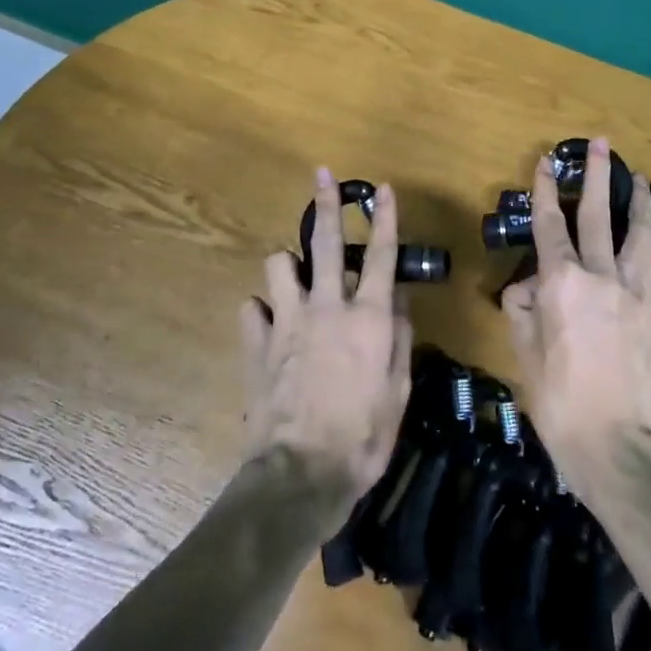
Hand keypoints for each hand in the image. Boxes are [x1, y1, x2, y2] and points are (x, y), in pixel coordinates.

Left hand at [240, 168, 411, 518]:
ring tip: (294, 277)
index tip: (382, 188)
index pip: (380, 255)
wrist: (301, 475)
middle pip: (325, 242)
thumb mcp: (398, 392)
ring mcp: (287, 322)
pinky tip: (269, 325)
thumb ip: (398, 339)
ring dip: (287, 265)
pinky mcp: (256, 344)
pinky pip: (251, 309)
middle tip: (322, 175)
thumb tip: (396, 302)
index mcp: (367, 318)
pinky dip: (261, 311)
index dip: (384, 218)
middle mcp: (326, 308)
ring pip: (278, 265)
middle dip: (326, 203)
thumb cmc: (363, 437)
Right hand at [501, 138, 650, 487]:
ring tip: (642, 180)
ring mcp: (638, 294)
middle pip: (599, 215)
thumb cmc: (555, 398)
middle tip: (602, 144)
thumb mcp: (522, 350)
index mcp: (562, 282)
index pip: (551, 224)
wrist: (610, 444)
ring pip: (641, 237)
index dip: (547, 189)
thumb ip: (522, 307)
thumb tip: (528, 285)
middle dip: (599, 175)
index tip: (548, 161)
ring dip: (640, 204)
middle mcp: (602, 277)